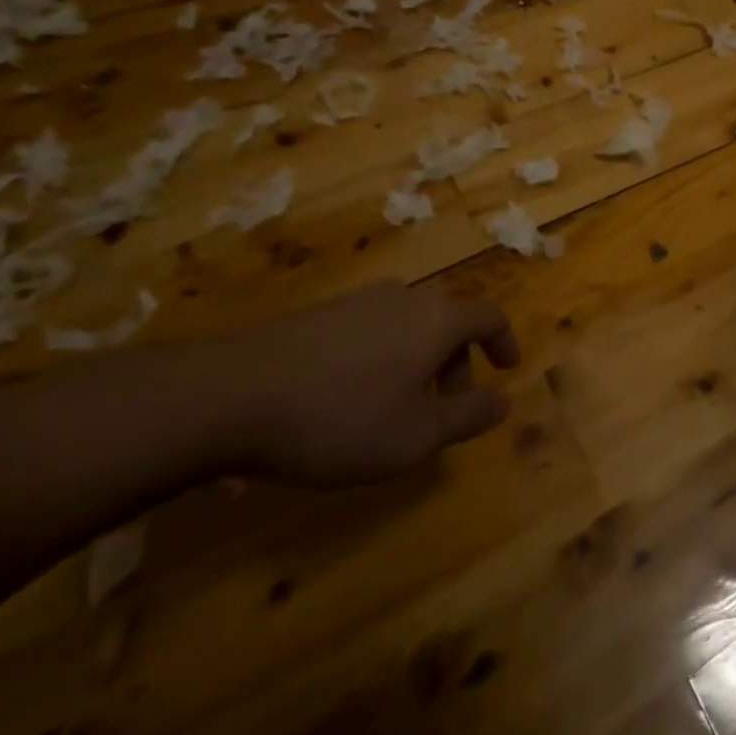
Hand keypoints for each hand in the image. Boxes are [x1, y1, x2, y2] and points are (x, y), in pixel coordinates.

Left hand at [213, 282, 521, 486]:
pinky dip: (382, 357)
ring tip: (397, 408)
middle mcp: (405, 297)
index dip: (504, 342)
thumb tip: (503, 402)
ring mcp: (358, 301)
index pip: (489, 316)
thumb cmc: (340, 418)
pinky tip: (349, 397)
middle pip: (448, 321)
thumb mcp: (415, 437)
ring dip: (419, 361)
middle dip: (457, 363)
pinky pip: (372, 329)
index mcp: (437, 319)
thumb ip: (468, 418)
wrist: (229, 396)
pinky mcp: (319, 314)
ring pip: (409, 325)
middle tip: (444, 410)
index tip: (506, 370)